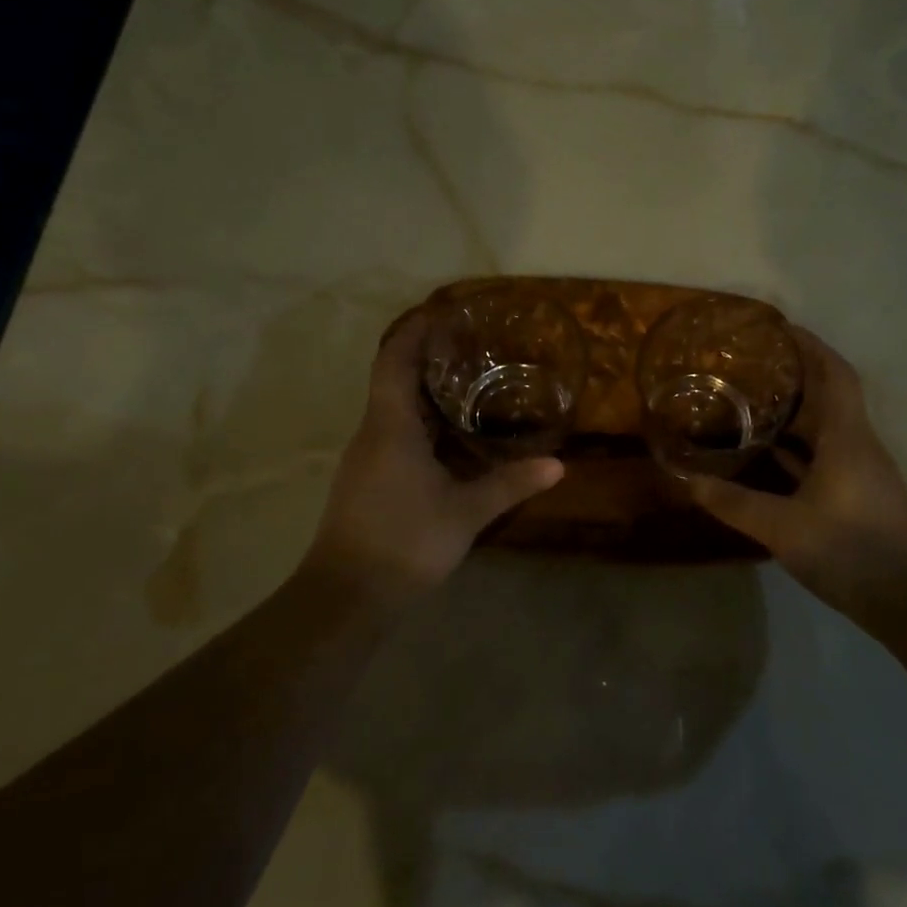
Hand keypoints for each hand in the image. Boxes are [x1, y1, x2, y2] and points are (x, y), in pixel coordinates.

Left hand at [305, 311, 563, 605]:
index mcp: (390, 426)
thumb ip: (510, 484)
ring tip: (468, 381)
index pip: (394, 359)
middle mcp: (372, 431)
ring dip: (424, 389)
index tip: (442, 310)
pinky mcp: (367, 478)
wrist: (347, 595)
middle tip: (470, 345)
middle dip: (426, 356)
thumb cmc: (404, 541)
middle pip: (393, 377)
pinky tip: (449, 434)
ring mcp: (366, 456)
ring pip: (393, 406)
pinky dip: (420, 419)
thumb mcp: (465, 512)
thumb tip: (558, 464)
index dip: (414, 330)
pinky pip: (393, 431)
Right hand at [689, 330, 906, 625]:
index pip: (834, 374)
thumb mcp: (784, 527)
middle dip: (793, 376)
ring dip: (793, 414)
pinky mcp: (857, 497)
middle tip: (748, 366)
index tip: (779, 329)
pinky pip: (822, 457)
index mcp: (847, 437)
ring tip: (748, 403)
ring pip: (824, 429)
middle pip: (827, 397)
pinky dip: (796, 450)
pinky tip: (766, 457)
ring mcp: (859, 472)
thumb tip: (688, 481)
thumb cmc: (852, 549)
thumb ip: (735, 502)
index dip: (810, 346)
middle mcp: (857, 445)